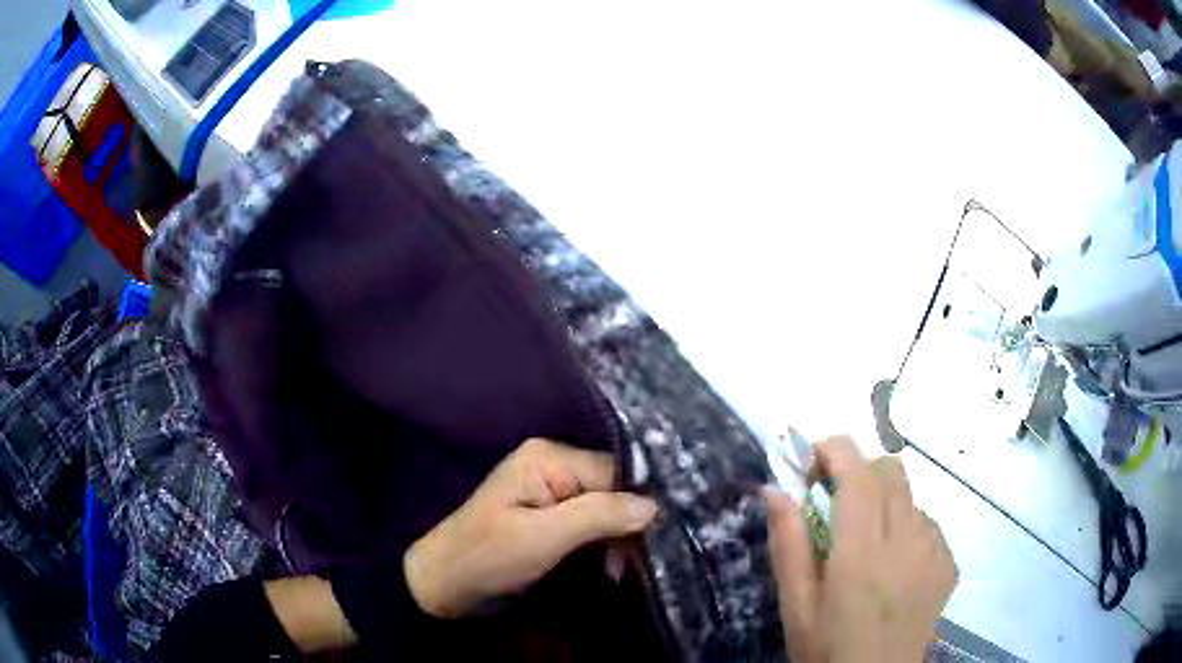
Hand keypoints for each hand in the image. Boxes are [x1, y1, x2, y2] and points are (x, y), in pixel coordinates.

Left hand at [404, 438, 658, 617]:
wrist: (445, 583)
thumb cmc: (487, 556)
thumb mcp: (543, 537)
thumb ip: (599, 515)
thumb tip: (655, 504)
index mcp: (550, 458)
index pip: (615, 473)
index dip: (639, 504)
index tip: (661, 538)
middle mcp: (555, 465)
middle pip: (614, 489)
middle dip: (631, 526)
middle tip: (642, 563)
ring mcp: (553, 490)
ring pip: (608, 509)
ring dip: (620, 540)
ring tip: (625, 571)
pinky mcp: (552, 515)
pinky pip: (593, 522)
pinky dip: (606, 545)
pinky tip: (613, 568)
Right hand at [765, 436, 956, 662]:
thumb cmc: (826, 649)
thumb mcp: (795, 605)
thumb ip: (787, 544)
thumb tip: (774, 489)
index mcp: (861, 551)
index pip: (857, 472)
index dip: (834, 451)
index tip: (812, 465)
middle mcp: (905, 539)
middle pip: (889, 470)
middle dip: (858, 474)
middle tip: (835, 510)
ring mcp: (933, 550)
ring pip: (910, 496)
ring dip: (883, 504)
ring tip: (867, 547)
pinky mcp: (948, 563)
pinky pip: (928, 523)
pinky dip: (907, 529)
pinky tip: (894, 568)